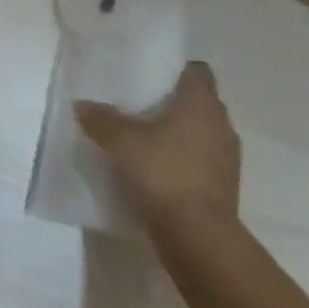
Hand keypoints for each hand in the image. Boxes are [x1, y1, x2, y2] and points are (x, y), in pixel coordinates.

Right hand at [75, 60, 241, 238]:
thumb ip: (101, 120)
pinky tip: (161, 171)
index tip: (153, 77)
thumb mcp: (121, 143)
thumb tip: (81, 104)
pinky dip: (187, 161)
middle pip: (200, 101)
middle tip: (142, 107)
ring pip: (204, 133)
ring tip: (149, 140)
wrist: (198, 237)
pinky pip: (204, 162)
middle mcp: (221, 123)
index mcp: (201, 102)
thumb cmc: (163, 173)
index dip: (177, 70)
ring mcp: (228, 157)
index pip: (198, 71)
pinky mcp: (226, 187)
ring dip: (183, 134)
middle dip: (175, 103)